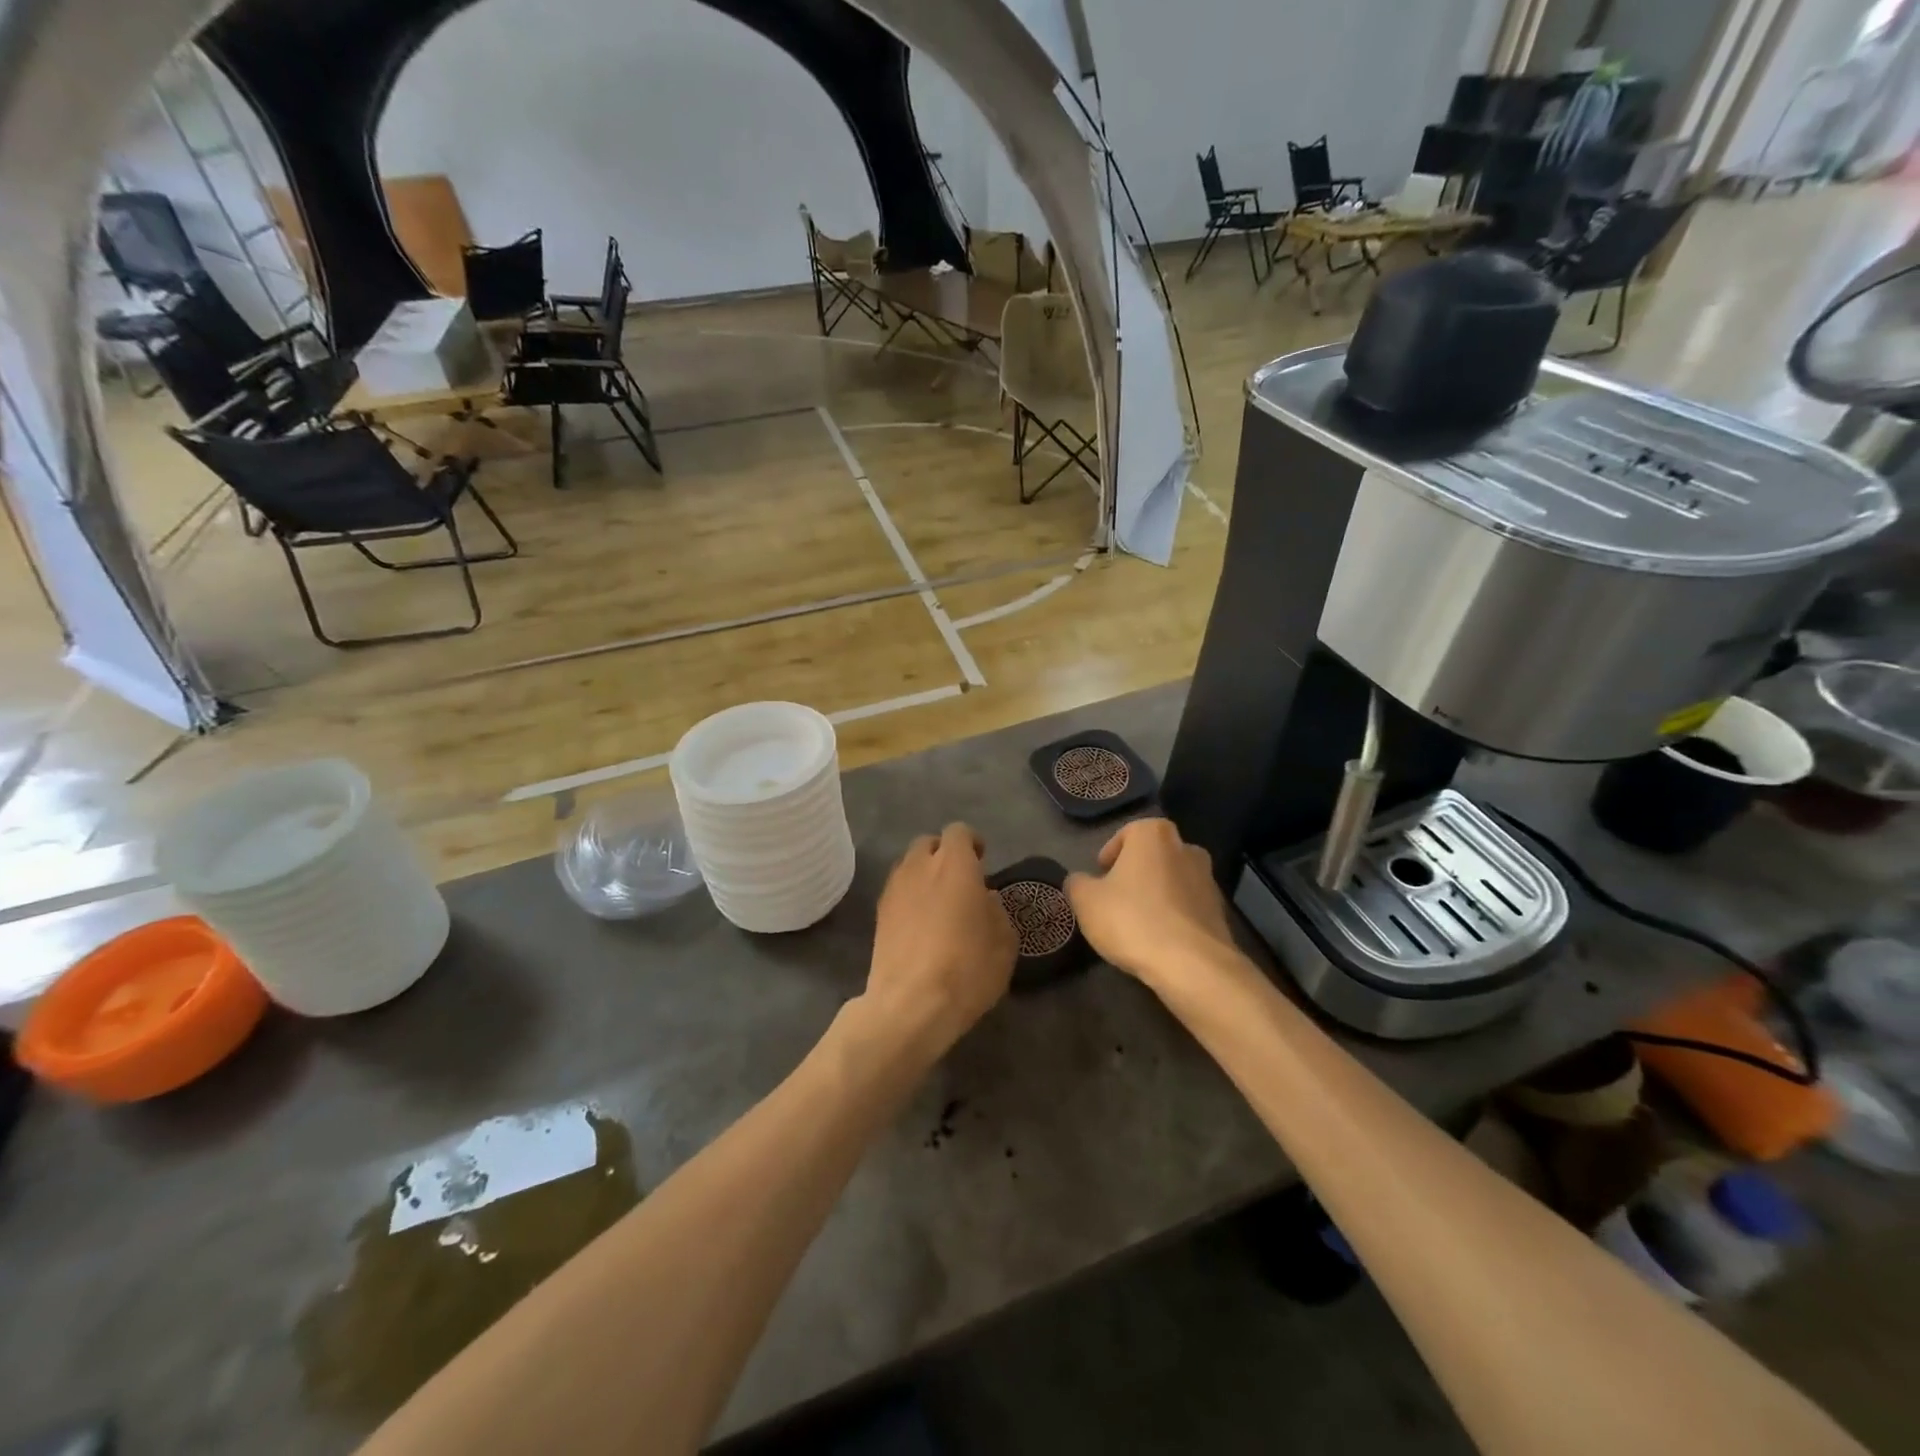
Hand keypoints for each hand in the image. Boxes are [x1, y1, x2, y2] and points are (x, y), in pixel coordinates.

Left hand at [865, 823, 1016, 1054]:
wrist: (910, 1005)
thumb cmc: (967, 968)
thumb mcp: (1004, 942)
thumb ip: (996, 911)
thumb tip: (985, 899)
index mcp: (954, 864)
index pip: (959, 832)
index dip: (971, 843)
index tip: (982, 860)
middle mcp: (920, 867)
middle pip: (929, 844)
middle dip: (944, 855)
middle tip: (960, 880)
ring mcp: (894, 890)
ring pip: (908, 866)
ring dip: (924, 875)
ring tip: (939, 902)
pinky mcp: (878, 915)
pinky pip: (897, 891)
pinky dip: (909, 897)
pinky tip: (921, 924)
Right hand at [1066, 818, 1239, 994]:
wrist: (1192, 965)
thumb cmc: (1132, 919)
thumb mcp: (1086, 901)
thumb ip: (1077, 883)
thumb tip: (1079, 881)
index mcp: (1154, 835)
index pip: (1127, 834)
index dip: (1110, 855)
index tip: (1100, 876)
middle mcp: (1186, 848)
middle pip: (1153, 856)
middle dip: (1136, 873)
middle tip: (1116, 897)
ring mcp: (1208, 880)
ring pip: (1173, 881)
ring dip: (1157, 895)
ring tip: (1138, 923)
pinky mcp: (1220, 912)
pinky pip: (1188, 907)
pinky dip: (1174, 917)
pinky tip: (1160, 939)